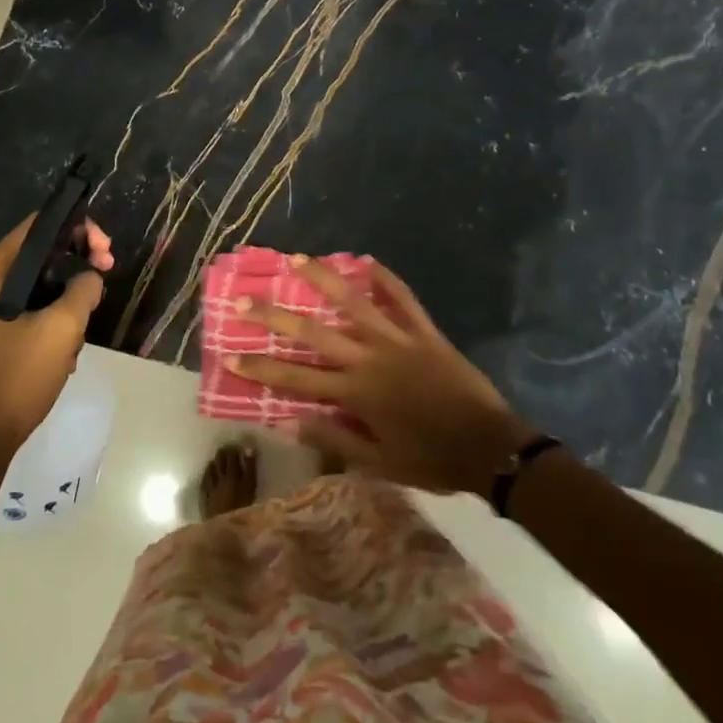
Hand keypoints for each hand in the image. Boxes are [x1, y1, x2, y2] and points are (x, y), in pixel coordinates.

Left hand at [0, 216, 114, 453]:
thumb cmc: (19, 375)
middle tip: (106, 274)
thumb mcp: (62, 328)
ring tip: (84, 323)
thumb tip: (91, 276)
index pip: (39, 225)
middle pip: (41, 251)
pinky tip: (67, 344)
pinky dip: (53, 315)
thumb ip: (83, 289)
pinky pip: (31, 304)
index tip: (105, 252)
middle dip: (77, 263)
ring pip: (40, 281)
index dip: (78, 229)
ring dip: (68, 296)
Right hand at [232, 256, 535, 494]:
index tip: (231, 354)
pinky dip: (385, 278)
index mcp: (356, 393)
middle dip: (275, 315)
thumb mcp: (380, 463)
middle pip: (313, 332)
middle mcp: (369, 358)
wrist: (491, 448)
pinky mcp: (424, 331)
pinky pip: (403, 298)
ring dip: (323, 279)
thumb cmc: (432, 459)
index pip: (296, 378)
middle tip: (244, 299)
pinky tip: (367, 259)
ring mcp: (397, 339)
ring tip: (299, 259)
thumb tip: (289, 422)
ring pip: (353, 302)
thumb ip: (335, 440)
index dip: (261, 367)